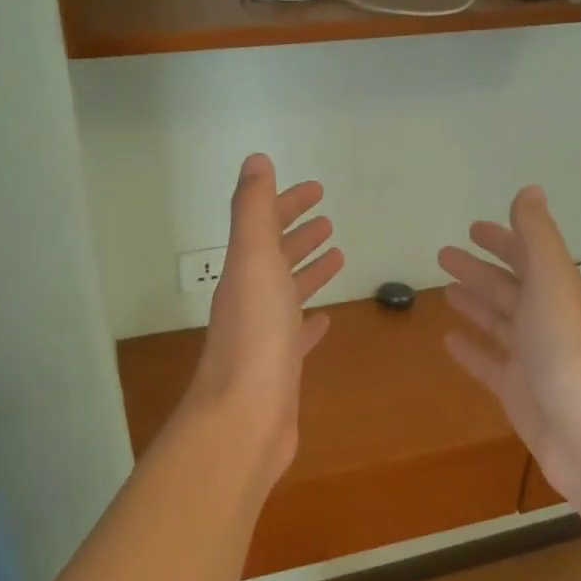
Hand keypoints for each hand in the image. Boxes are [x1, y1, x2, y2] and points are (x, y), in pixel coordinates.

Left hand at [182, 154, 343, 493]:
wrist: (244, 419)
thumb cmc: (255, 336)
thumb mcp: (254, 261)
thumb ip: (254, 210)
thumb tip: (255, 160)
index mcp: (243, 272)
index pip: (264, 226)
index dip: (287, 203)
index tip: (317, 190)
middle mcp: (250, 300)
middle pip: (275, 257)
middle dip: (299, 234)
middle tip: (328, 219)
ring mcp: (264, 336)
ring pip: (288, 293)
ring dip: (308, 270)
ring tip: (337, 255)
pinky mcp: (281, 369)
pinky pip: (298, 335)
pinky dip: (311, 321)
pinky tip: (325, 319)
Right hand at [438, 187, 580, 505]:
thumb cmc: (571, 354)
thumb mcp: (554, 284)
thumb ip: (538, 238)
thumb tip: (528, 190)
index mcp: (560, 292)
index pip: (528, 256)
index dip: (503, 239)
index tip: (473, 227)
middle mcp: (548, 321)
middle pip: (509, 288)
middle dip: (479, 270)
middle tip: (443, 255)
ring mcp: (534, 359)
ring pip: (499, 323)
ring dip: (475, 304)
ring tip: (445, 291)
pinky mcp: (519, 393)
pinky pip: (490, 364)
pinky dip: (471, 350)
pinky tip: (448, 341)